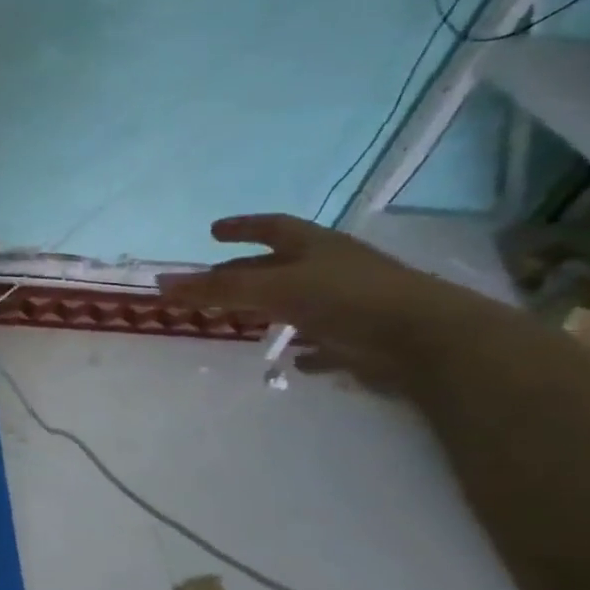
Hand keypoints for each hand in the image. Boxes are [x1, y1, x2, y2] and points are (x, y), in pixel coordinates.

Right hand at [158, 214, 469, 388]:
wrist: (428, 341)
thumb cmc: (347, 299)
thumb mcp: (272, 288)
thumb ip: (217, 288)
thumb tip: (160, 283)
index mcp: (315, 247)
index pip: (272, 227)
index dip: (241, 227)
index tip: (213, 230)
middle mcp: (333, 269)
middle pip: (281, 265)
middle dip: (246, 271)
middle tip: (213, 280)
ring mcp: (352, 304)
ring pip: (303, 302)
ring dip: (274, 309)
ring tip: (244, 321)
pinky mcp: (365, 339)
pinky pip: (328, 341)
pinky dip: (307, 349)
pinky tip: (294, 362)